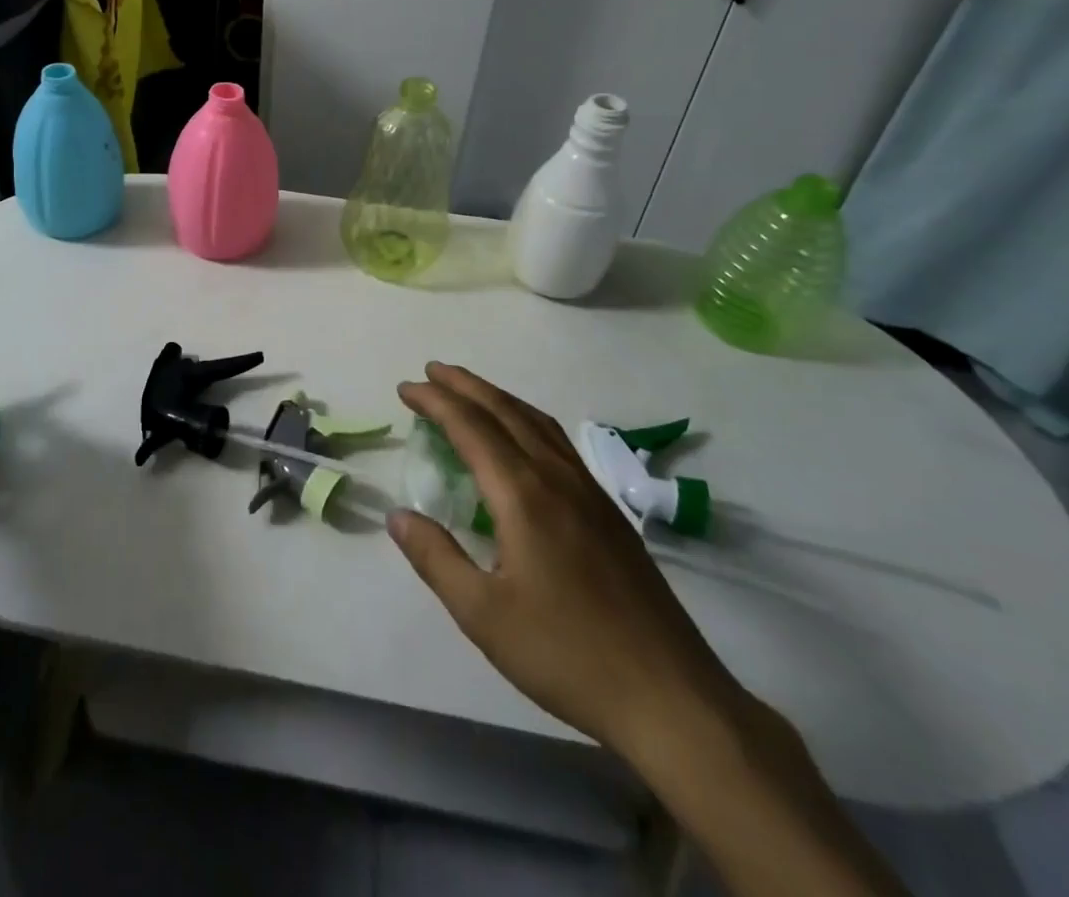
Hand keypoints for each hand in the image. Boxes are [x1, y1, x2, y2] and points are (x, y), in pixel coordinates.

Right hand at [389, 363, 743, 757]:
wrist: (670, 697)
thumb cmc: (566, 654)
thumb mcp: (483, 615)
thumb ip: (436, 558)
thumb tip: (398, 515)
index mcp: (523, 495)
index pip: (471, 427)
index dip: (435, 402)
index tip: (406, 388)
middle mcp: (556, 478)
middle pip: (505, 411)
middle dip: (465, 385)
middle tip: (431, 370)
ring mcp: (589, 492)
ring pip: (537, 421)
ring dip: (497, 397)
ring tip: (469, 391)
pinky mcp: (609, 512)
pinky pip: (558, 442)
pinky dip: (527, 420)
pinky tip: (523, 438)